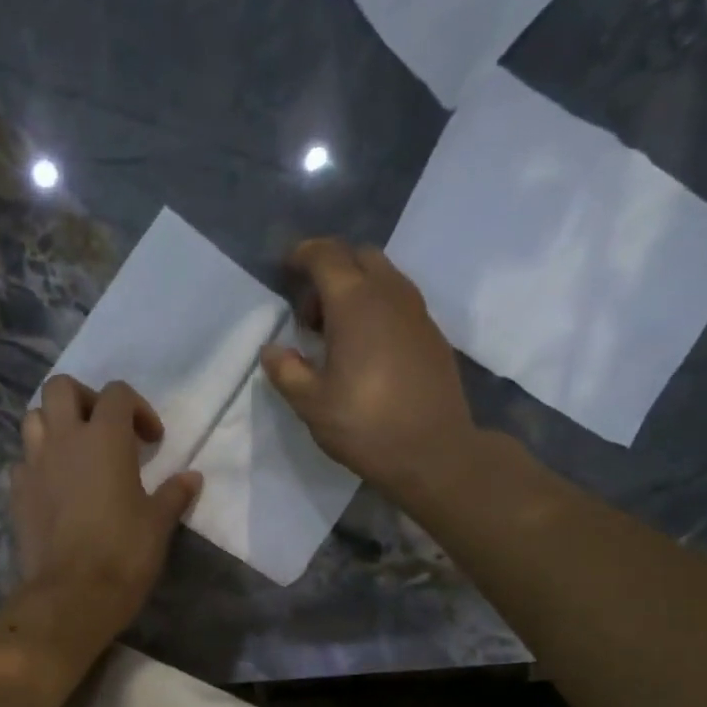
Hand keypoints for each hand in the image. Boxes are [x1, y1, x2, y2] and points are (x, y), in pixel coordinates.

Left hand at [12, 377, 201, 642]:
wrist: (72, 594)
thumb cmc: (124, 553)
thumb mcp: (159, 523)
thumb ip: (174, 493)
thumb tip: (192, 477)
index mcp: (104, 438)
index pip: (116, 393)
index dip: (138, 409)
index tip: (151, 441)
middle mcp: (63, 440)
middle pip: (61, 388)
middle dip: (84, 399)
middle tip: (104, 429)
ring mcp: (34, 465)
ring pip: (33, 418)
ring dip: (54, 425)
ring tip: (75, 453)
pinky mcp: (17, 493)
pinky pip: (23, 462)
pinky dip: (38, 464)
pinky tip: (55, 488)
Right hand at [261, 238, 483, 506]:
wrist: (433, 452)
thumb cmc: (365, 425)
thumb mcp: (312, 404)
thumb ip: (286, 371)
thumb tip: (273, 350)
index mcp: (355, 303)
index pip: (326, 256)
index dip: (302, 255)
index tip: (286, 268)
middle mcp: (390, 294)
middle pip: (358, 258)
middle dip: (330, 272)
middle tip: (310, 315)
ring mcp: (417, 312)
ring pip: (383, 277)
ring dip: (356, 290)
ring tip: (336, 335)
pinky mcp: (432, 334)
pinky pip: (399, 302)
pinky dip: (377, 309)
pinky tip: (366, 349)